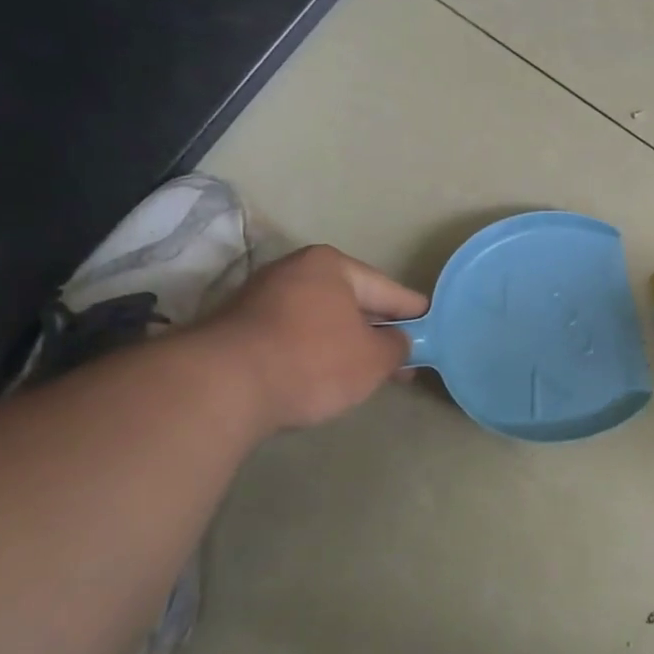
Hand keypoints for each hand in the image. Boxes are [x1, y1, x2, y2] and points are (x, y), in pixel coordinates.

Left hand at [199, 246, 427, 432]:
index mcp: (332, 266)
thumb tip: (396, 342)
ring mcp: (260, 298)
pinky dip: (314, 352)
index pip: (389, 290)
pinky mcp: (237, 328)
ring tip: (368, 372)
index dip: (414, 312)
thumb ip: (397, 346)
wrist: (220, 387)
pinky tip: (325, 375)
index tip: (434, 326)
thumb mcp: (374, 359)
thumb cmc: (312, 361)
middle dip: (378, 330)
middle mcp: (294, 271)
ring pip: (321, 320)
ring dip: (345, 343)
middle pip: (352, 303)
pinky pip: (293, 336)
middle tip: (404, 358)